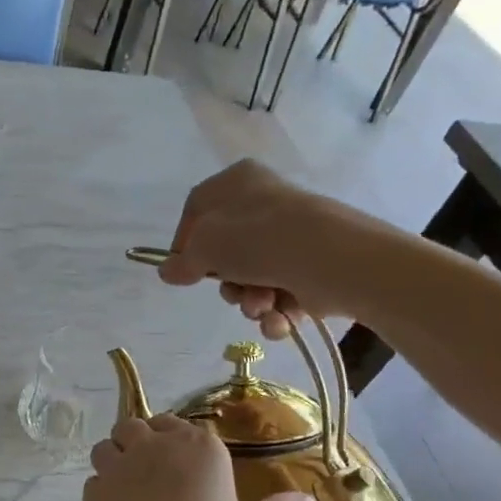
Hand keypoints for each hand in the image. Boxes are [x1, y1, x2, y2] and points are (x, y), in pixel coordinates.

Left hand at [68, 414, 314, 500]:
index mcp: (199, 447)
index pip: (188, 427)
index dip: (185, 442)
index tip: (192, 468)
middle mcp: (154, 445)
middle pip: (140, 426)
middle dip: (145, 441)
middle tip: (160, 474)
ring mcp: (117, 465)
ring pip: (108, 445)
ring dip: (116, 457)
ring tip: (131, 486)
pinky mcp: (91, 491)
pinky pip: (95, 480)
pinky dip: (102, 490)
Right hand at [157, 160, 374, 339]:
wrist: (332, 260)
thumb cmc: (260, 239)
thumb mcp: (206, 245)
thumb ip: (182, 261)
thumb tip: (168, 271)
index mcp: (239, 182)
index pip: (197, 210)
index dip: (184, 242)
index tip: (180, 271)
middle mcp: (266, 205)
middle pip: (227, 252)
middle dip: (227, 283)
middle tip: (231, 292)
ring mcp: (292, 238)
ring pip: (253, 279)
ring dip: (251, 301)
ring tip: (261, 306)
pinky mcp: (313, 269)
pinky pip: (280, 295)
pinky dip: (275, 312)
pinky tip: (278, 318)